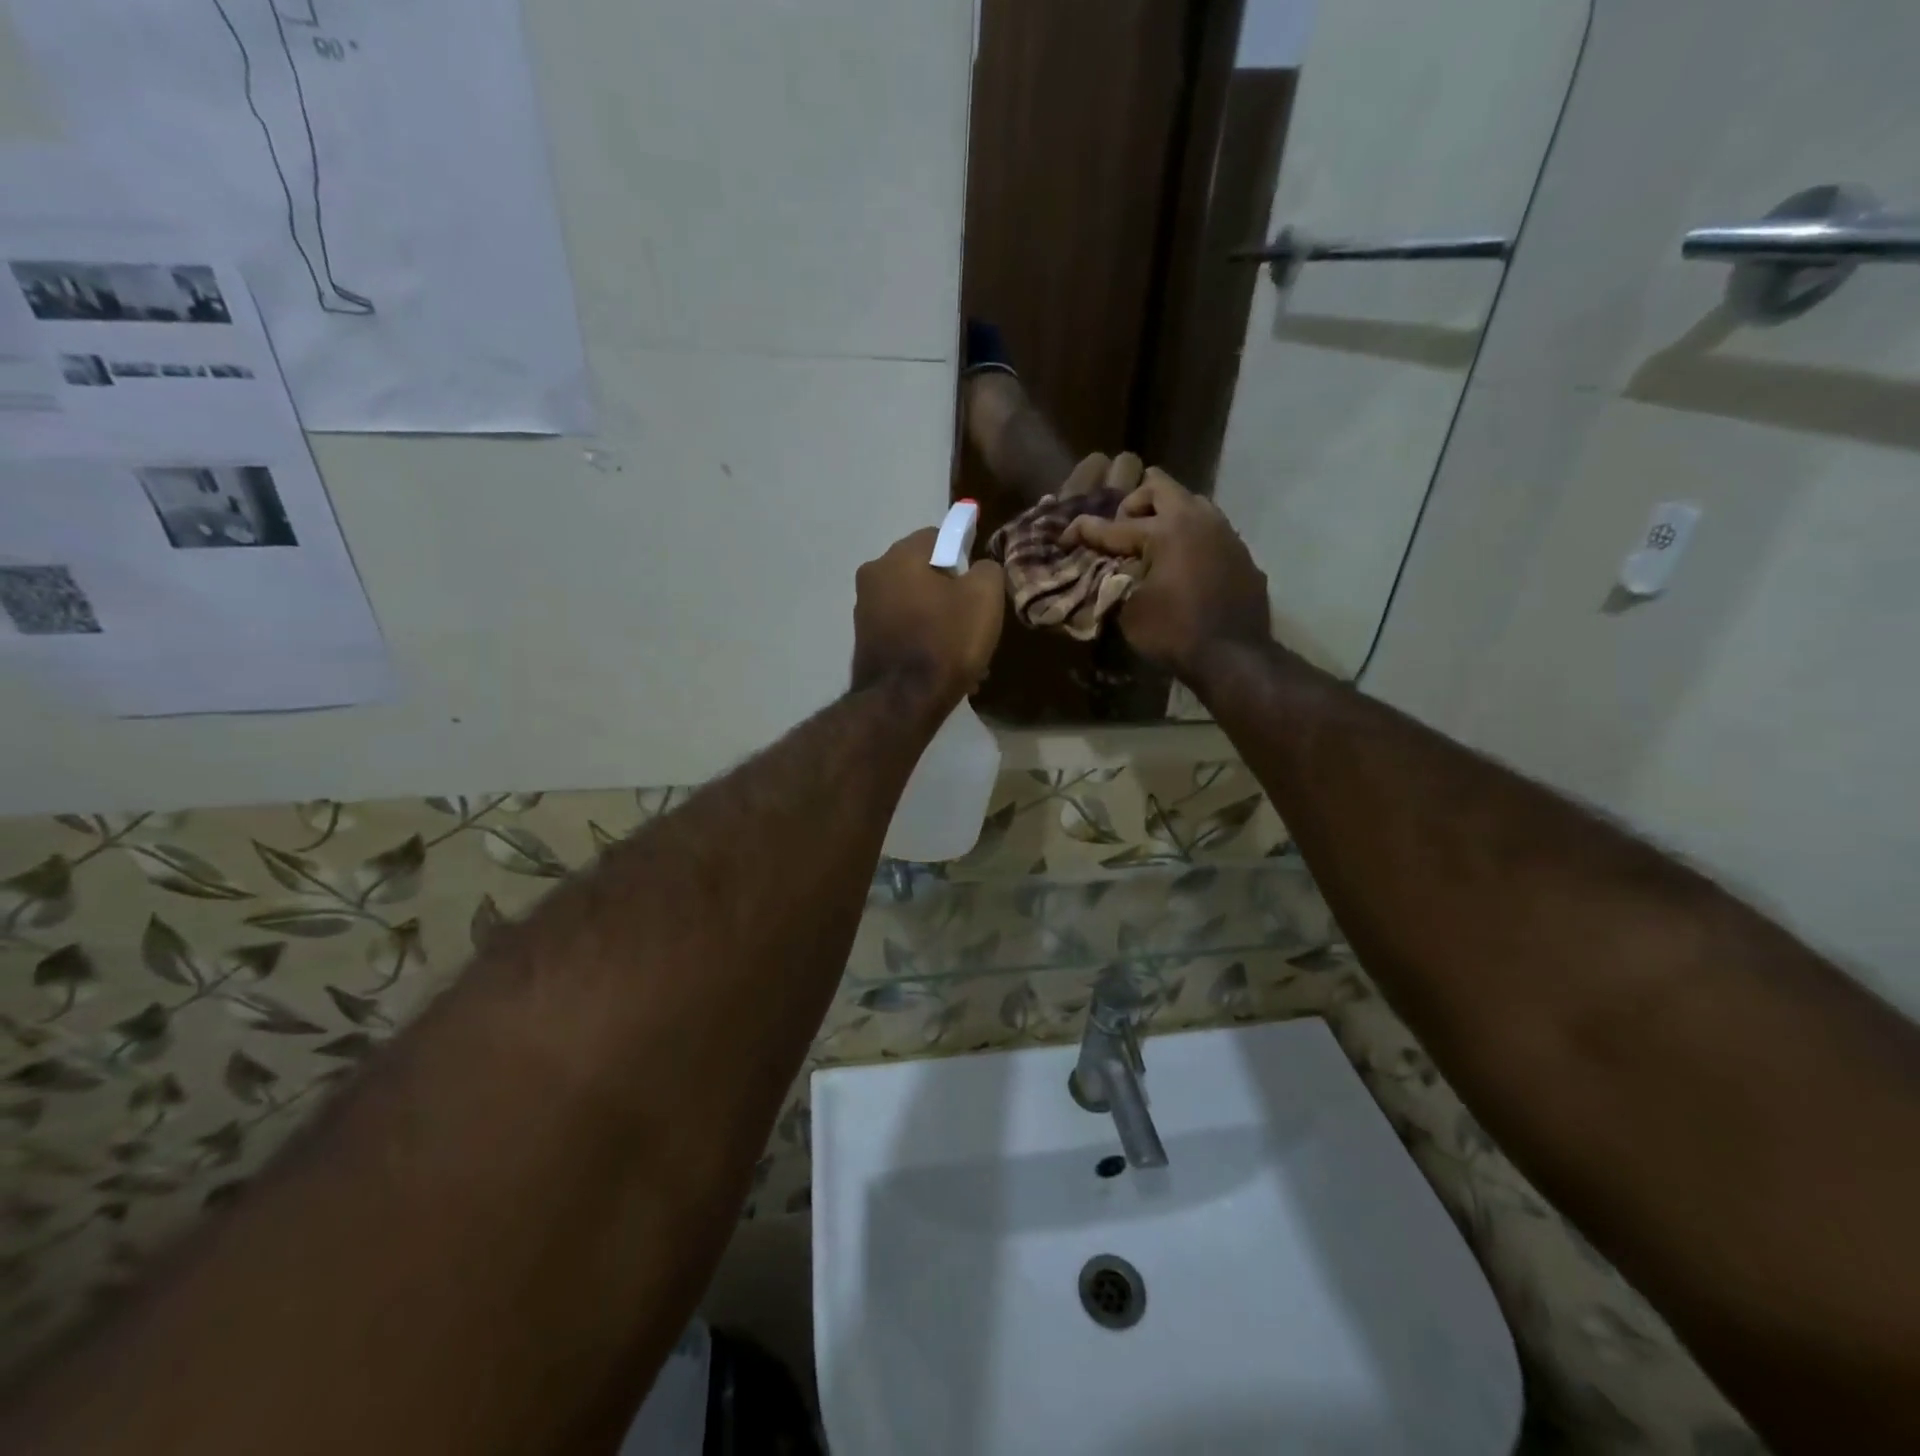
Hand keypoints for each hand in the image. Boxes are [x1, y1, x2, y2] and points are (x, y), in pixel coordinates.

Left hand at [852, 527, 1005, 712]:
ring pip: (915, 606)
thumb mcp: (984, 597)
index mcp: (899, 556)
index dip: (963, 556)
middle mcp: (873, 576)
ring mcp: (864, 611)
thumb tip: (978, 568)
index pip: (938, 536)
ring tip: (961, 655)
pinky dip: (922, 643)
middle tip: (974, 623)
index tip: (978, 586)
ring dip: (938, 623)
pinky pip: (903, 632)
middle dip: (950, 594)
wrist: (903, 702)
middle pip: (923, 573)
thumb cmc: (946, 641)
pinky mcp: (864, 642)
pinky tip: (941, 669)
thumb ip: (987, 569)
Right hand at [1061, 469, 1269, 677]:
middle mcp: (1197, 520)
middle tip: (1121, 527)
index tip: (1066, 535)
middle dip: (1133, 502)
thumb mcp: (1129, 612)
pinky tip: (1182, 564)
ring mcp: (1225, 534)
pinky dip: (1190, 537)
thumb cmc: (1174, 634)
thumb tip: (1107, 574)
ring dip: (1167, 514)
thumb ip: (1114, 583)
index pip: (1114, 526)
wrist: (1234, 657)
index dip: (1085, 531)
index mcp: (1165, 531)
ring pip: (1191, 502)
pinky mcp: (1241, 553)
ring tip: (1152, 541)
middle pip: (1160, 487)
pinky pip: (1211, 530)